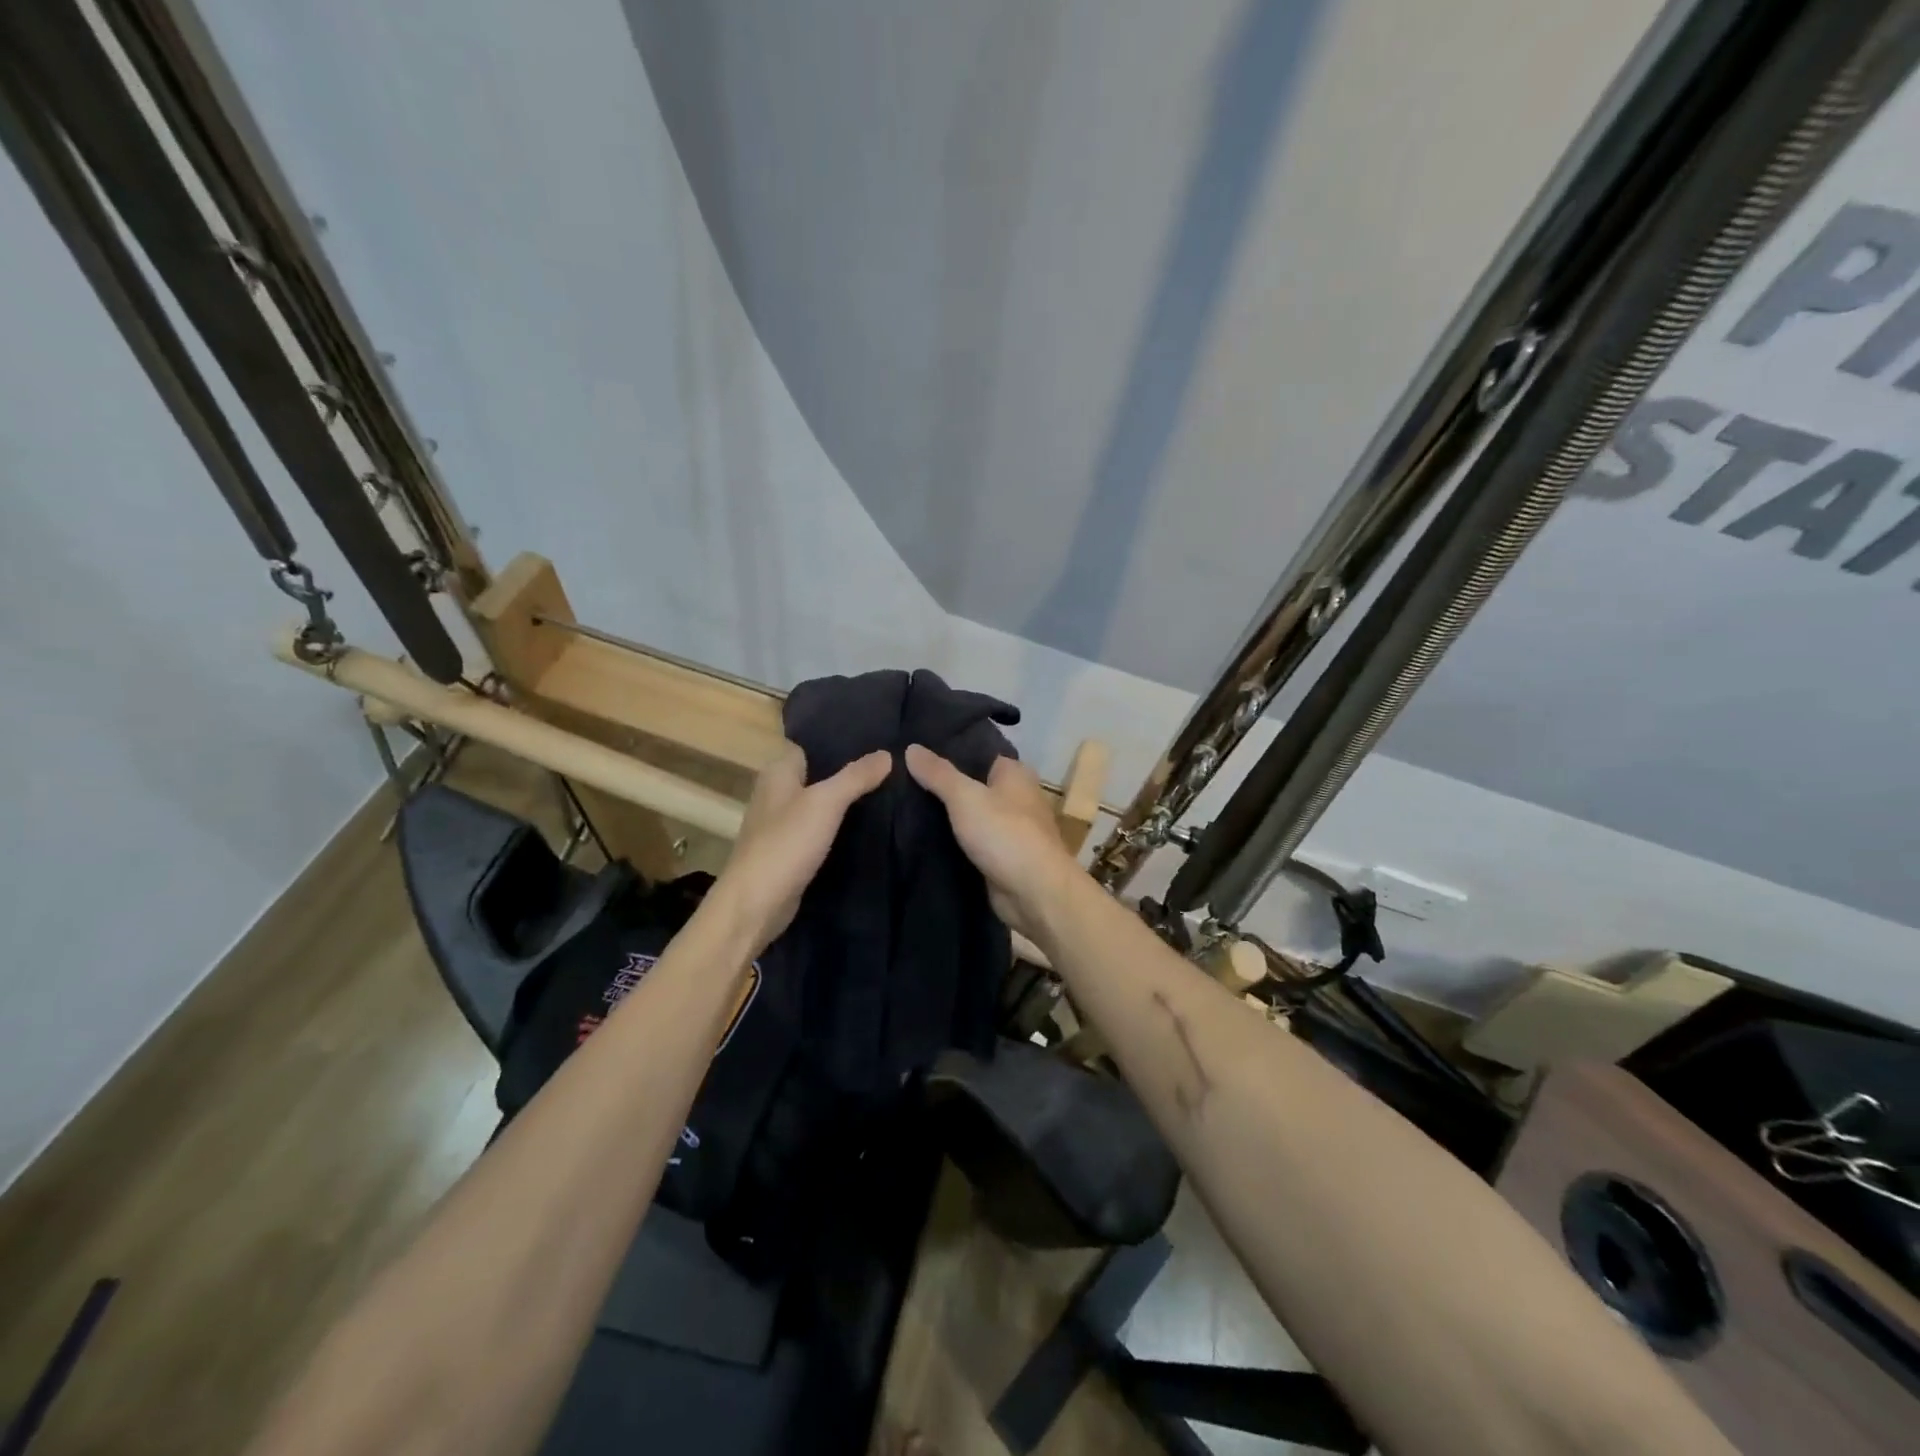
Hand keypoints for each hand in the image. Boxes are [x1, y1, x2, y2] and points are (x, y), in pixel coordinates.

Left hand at [710, 743, 891, 954]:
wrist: (756, 904)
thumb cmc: (786, 843)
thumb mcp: (825, 803)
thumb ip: (855, 777)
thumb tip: (887, 754)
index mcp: (777, 773)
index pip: (809, 745)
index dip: (838, 742)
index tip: (874, 740)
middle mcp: (775, 793)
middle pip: (817, 774)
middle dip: (847, 772)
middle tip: (889, 767)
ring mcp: (781, 825)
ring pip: (819, 804)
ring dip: (845, 802)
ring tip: (887, 793)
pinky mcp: (789, 851)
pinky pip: (818, 830)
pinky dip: (838, 828)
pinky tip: (866, 828)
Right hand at [904, 744, 1080, 940]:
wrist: (1034, 893)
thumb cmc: (1005, 834)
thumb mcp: (965, 797)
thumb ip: (938, 773)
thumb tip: (911, 748)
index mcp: (1015, 773)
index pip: (977, 753)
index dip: (948, 752)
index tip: (913, 752)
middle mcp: (1016, 797)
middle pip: (972, 785)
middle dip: (942, 785)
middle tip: (900, 781)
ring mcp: (1009, 829)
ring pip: (970, 815)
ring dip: (945, 816)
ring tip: (902, 807)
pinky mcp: (1001, 856)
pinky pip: (971, 841)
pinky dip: (952, 841)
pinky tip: (921, 838)